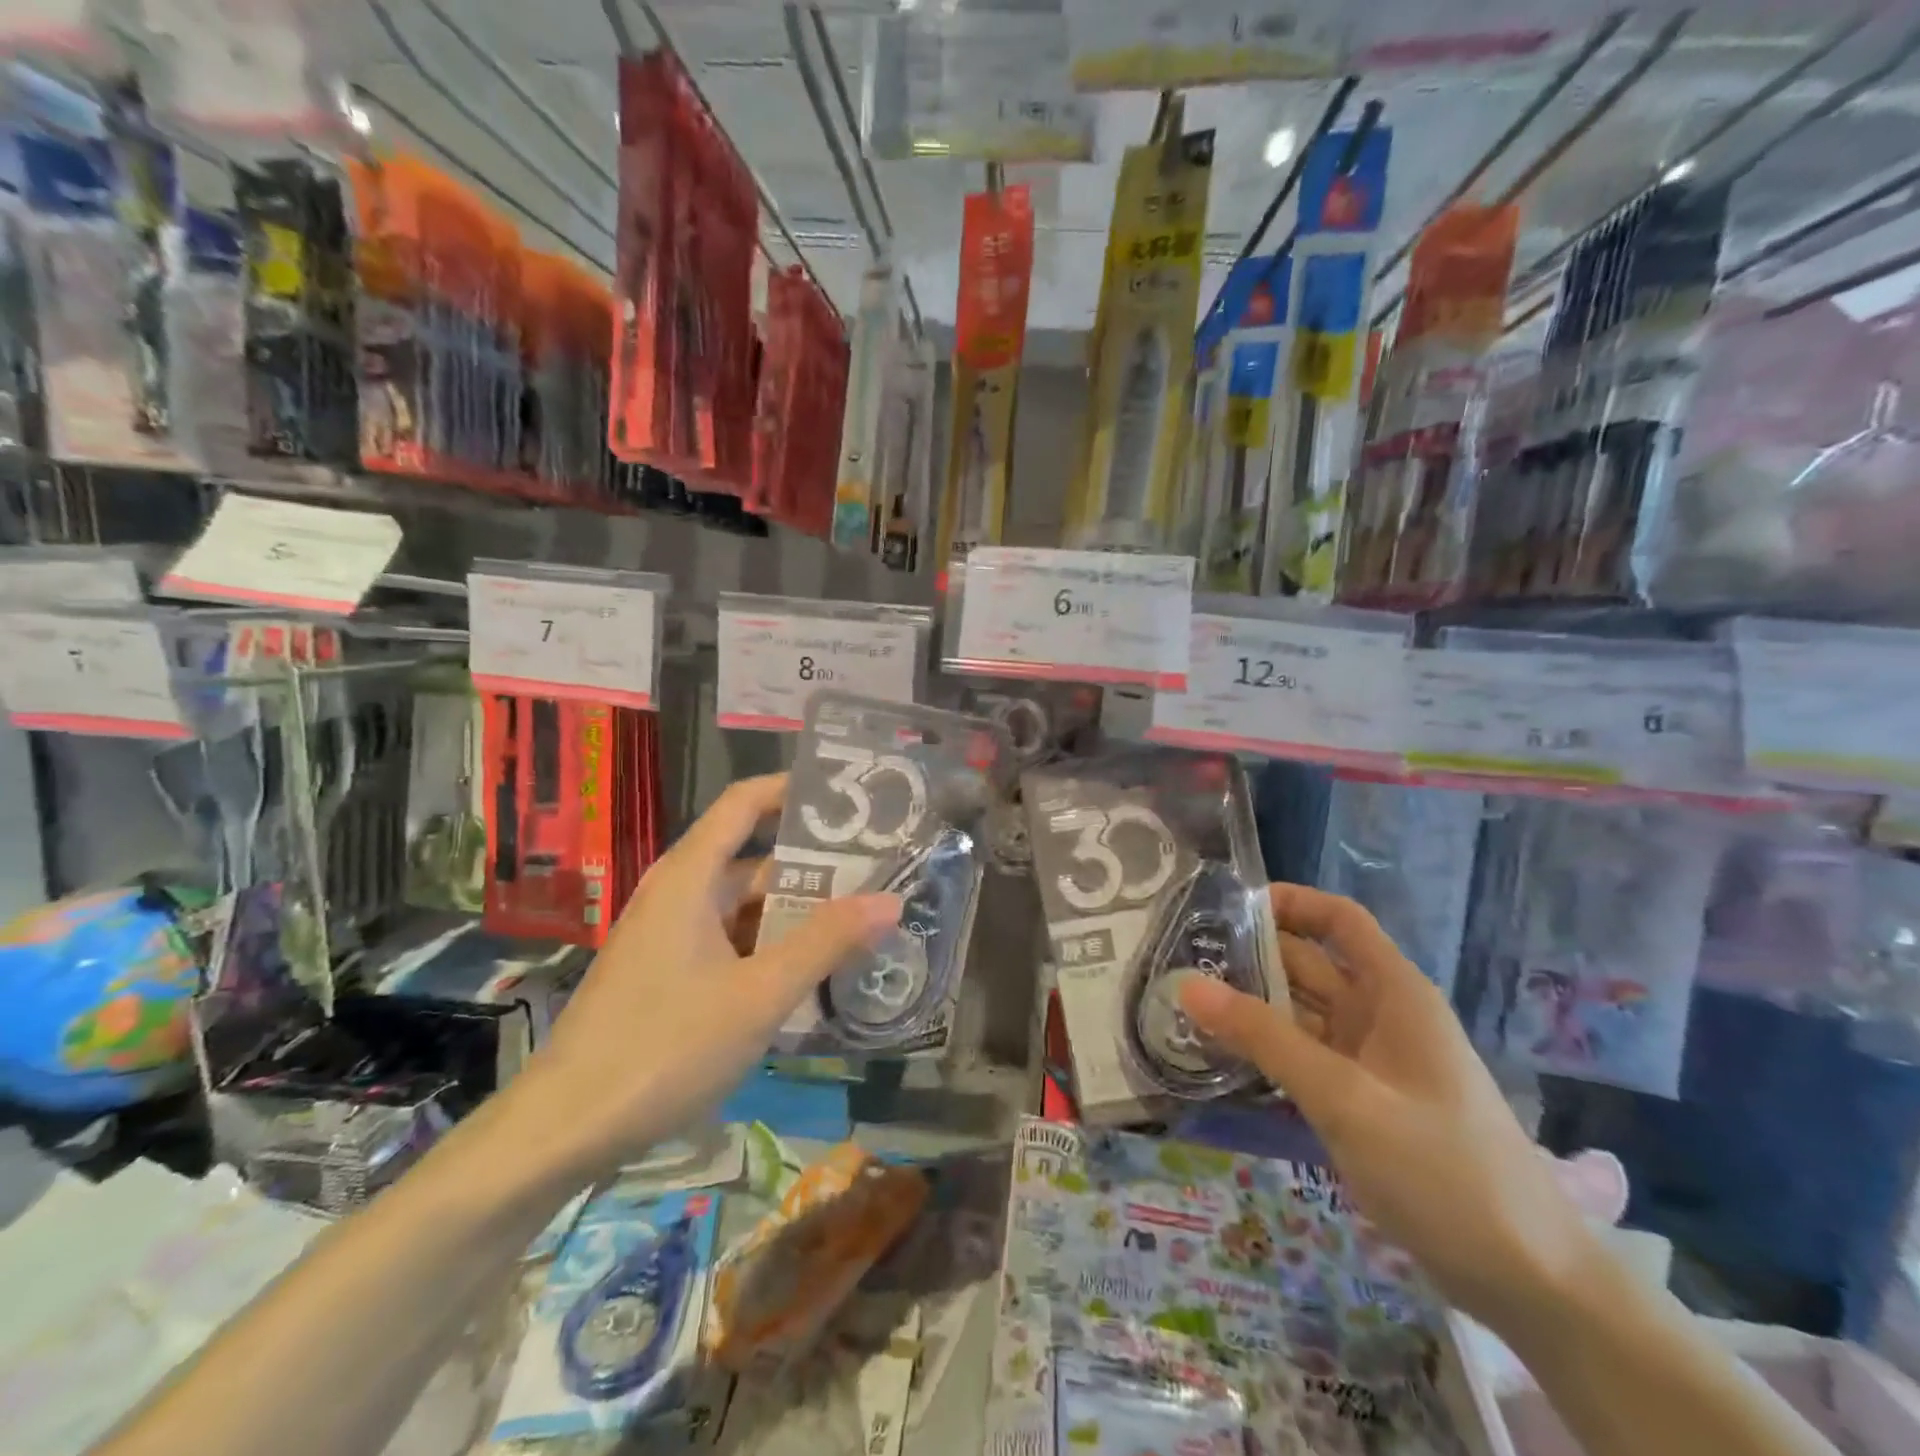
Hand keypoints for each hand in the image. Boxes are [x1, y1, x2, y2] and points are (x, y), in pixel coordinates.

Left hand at [516, 774, 899, 1174]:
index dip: (793, 790)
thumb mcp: (759, 994)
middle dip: (814, 867)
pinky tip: (811, 974)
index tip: (849, 798)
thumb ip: (826, 943)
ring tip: (860, 924)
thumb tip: (890, 899)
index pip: (745, 803)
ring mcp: (669, 936)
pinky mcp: (666, 973)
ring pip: (743, 908)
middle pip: (753, 860)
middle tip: (879, 874)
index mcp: (690, 877)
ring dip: (796, 915)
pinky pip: (729, 942)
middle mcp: (677, 894)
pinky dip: (769, 948)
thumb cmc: (665, 1046)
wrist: (564, 1129)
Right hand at [1179, 884, 1600, 1333]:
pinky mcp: (1363, 1102)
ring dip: (1253, 1007)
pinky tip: (1222, 1057)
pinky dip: (1268, 1051)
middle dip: (1252, 957)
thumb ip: (1266, 1039)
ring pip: (1302, 1013)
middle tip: (1180, 960)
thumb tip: (1188, 984)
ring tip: (1186, 1004)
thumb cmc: (1444, 1171)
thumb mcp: (1347, 1099)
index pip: (1339, 919)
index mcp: (1394, 993)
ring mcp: (1372, 1061)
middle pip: (1311, 964)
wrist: (1529, 1282)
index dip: (1289, 902)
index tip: (1226, 908)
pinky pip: (1305, 1058)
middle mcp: (1382, 1015)